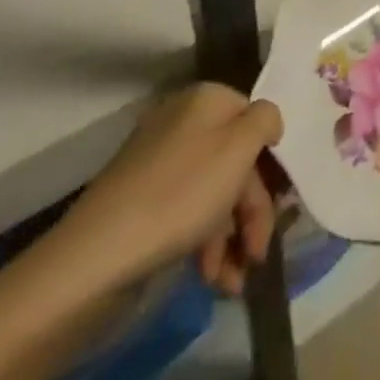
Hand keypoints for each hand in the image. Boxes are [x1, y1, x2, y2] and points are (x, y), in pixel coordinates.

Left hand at [53, 84, 283, 295]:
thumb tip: (268, 119)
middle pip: (234, 160)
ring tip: (231, 281)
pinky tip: (209, 276)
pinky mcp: (141, 198)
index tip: (280, 203)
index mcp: (206, 99)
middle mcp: (183, 120)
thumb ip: (265, 120)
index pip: (253, 118)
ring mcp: (158, 159)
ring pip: (212, 191)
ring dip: (229, 236)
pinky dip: (202, 241)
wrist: (100, 252)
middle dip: (250, 211)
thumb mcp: (239, 148)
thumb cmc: (182, 192)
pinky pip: (185, 210)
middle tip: (257, 254)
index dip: (269, 161)